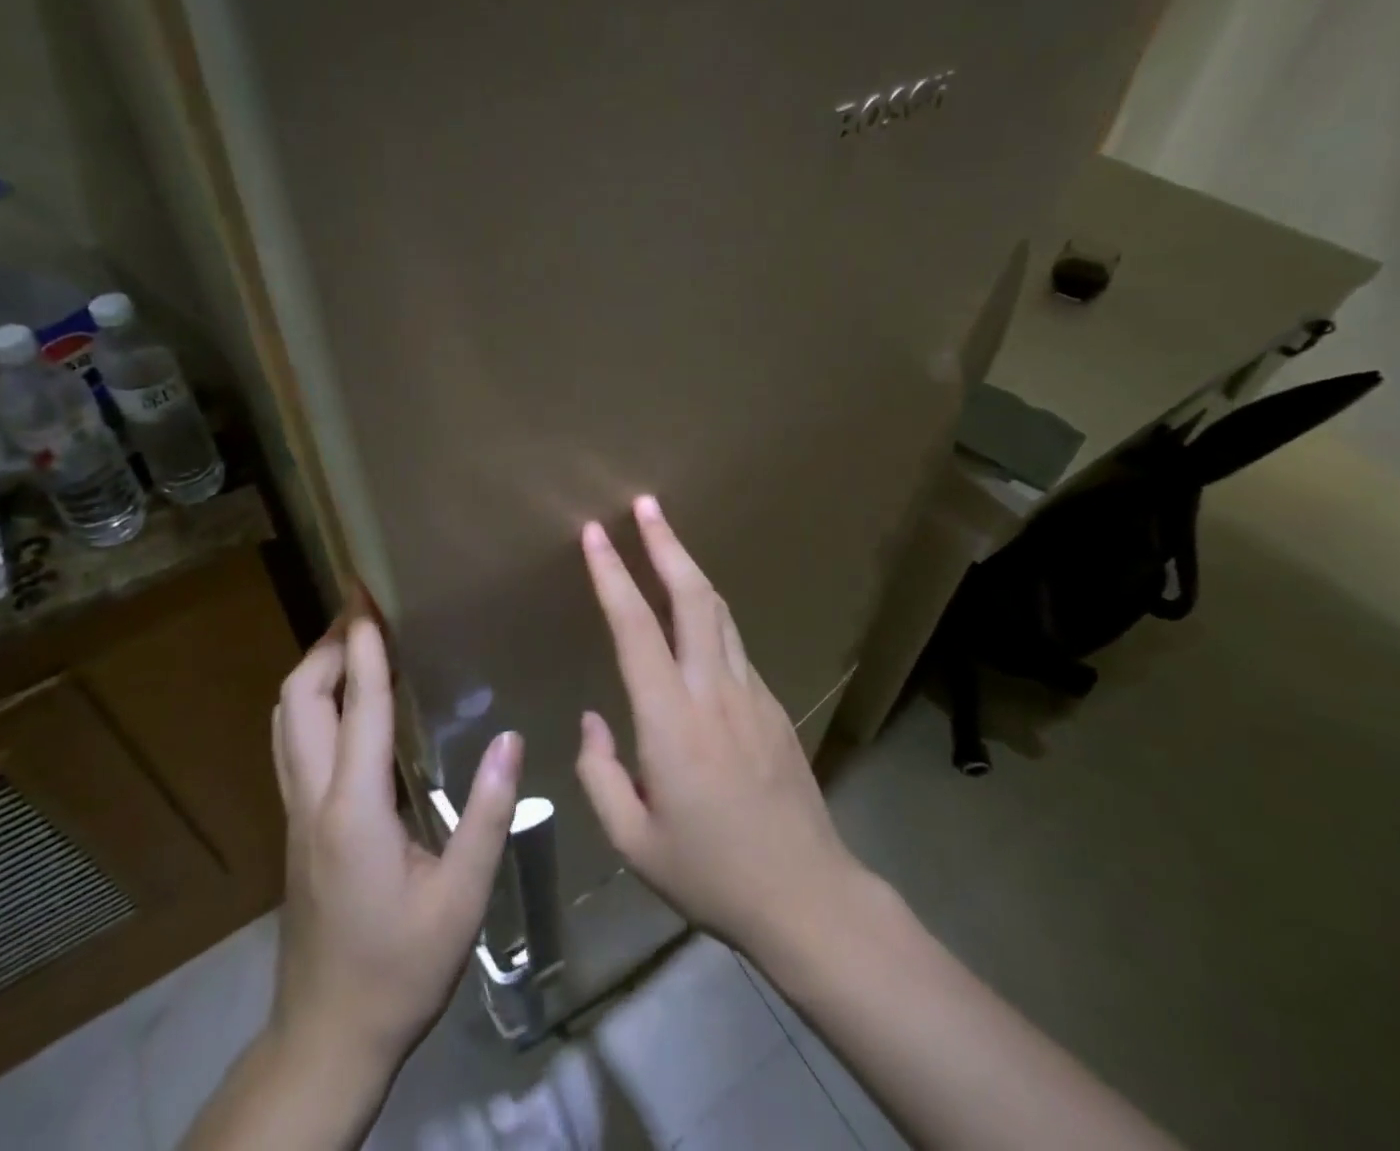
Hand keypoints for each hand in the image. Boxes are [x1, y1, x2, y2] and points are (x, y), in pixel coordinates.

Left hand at [272, 615, 522, 1067]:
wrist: (327, 1038)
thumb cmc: (400, 969)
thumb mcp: (461, 898)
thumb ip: (487, 815)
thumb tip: (510, 738)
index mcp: (355, 810)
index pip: (360, 706)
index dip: (364, 646)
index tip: (367, 596)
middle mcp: (314, 799)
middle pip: (299, 700)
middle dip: (325, 644)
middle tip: (362, 608)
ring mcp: (296, 813)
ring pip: (286, 720)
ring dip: (313, 670)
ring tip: (352, 640)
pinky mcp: (297, 827)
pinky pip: (293, 742)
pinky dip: (313, 702)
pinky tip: (347, 703)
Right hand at [575, 496, 865, 958]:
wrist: (806, 895)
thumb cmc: (710, 873)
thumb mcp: (633, 841)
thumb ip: (600, 774)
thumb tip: (593, 721)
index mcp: (671, 719)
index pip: (634, 627)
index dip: (612, 575)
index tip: (594, 534)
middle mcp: (713, 689)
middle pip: (691, 596)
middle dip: (666, 543)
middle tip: (646, 504)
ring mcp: (750, 691)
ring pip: (718, 611)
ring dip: (690, 567)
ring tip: (667, 537)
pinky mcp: (772, 703)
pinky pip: (733, 642)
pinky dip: (709, 610)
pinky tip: (696, 612)